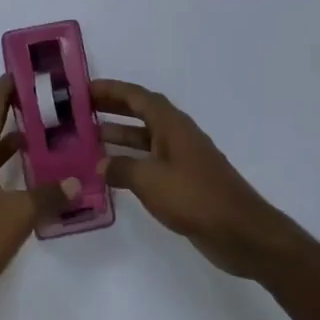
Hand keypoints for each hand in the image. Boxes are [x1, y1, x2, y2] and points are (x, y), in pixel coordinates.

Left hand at [0, 75, 79, 319]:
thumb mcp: (16, 216)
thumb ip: (48, 196)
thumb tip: (77, 180)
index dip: (4, 92)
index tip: (21, 71)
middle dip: (18, 118)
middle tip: (49, 105)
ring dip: (20, 150)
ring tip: (53, 140)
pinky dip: (18, 179)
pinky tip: (41, 186)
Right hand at [91, 79, 304, 279]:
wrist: (239, 231)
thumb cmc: (194, 197)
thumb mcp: (150, 179)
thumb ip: (121, 167)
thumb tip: (101, 163)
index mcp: (171, 124)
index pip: (136, 96)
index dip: (110, 89)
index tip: (83, 88)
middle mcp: (177, 134)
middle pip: (141, 112)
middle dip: (112, 108)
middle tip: (80, 110)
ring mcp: (182, 158)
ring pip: (145, 138)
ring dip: (119, 135)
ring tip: (88, 139)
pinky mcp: (184, 181)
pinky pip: (151, 161)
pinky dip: (131, 160)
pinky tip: (112, 172)